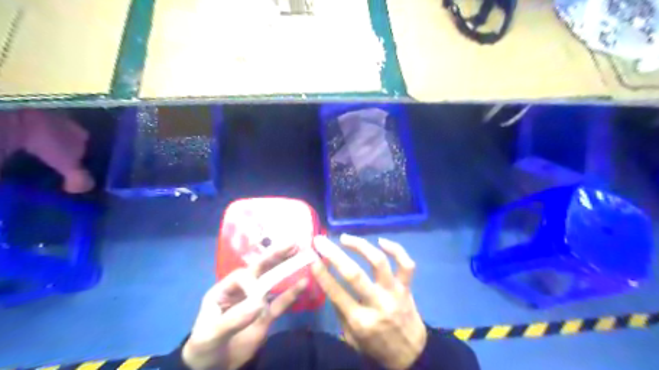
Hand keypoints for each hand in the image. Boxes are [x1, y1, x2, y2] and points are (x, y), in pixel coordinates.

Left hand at [182, 244, 306, 369]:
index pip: (242, 277)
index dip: (253, 282)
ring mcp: (256, 303)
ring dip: (286, 269)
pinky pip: (281, 303)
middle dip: (275, 256)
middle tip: (293, 243)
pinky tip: (304, 282)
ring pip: (273, 282)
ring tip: (301, 254)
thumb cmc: (204, 348)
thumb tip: (260, 304)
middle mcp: (242, 291)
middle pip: (260, 270)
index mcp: (225, 290)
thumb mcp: (211, 334)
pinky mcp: (266, 315)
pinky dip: (293, 293)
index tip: (258, 300)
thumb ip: (233, 318)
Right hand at [311, 234, 423, 369]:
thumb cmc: (375, 345)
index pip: (336, 292)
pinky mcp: (406, 287)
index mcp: (360, 321)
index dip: (322, 273)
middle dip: (334, 254)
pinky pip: (406, 264)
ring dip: (360, 246)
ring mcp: (394, 293)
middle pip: (354, 274)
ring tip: (345, 238)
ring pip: (379, 262)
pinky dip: (396, 249)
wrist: (411, 354)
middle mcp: (377, 304)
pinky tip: (381, 241)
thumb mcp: (351, 337)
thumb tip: (328, 282)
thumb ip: (339, 311)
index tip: (312, 258)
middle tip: (321, 241)